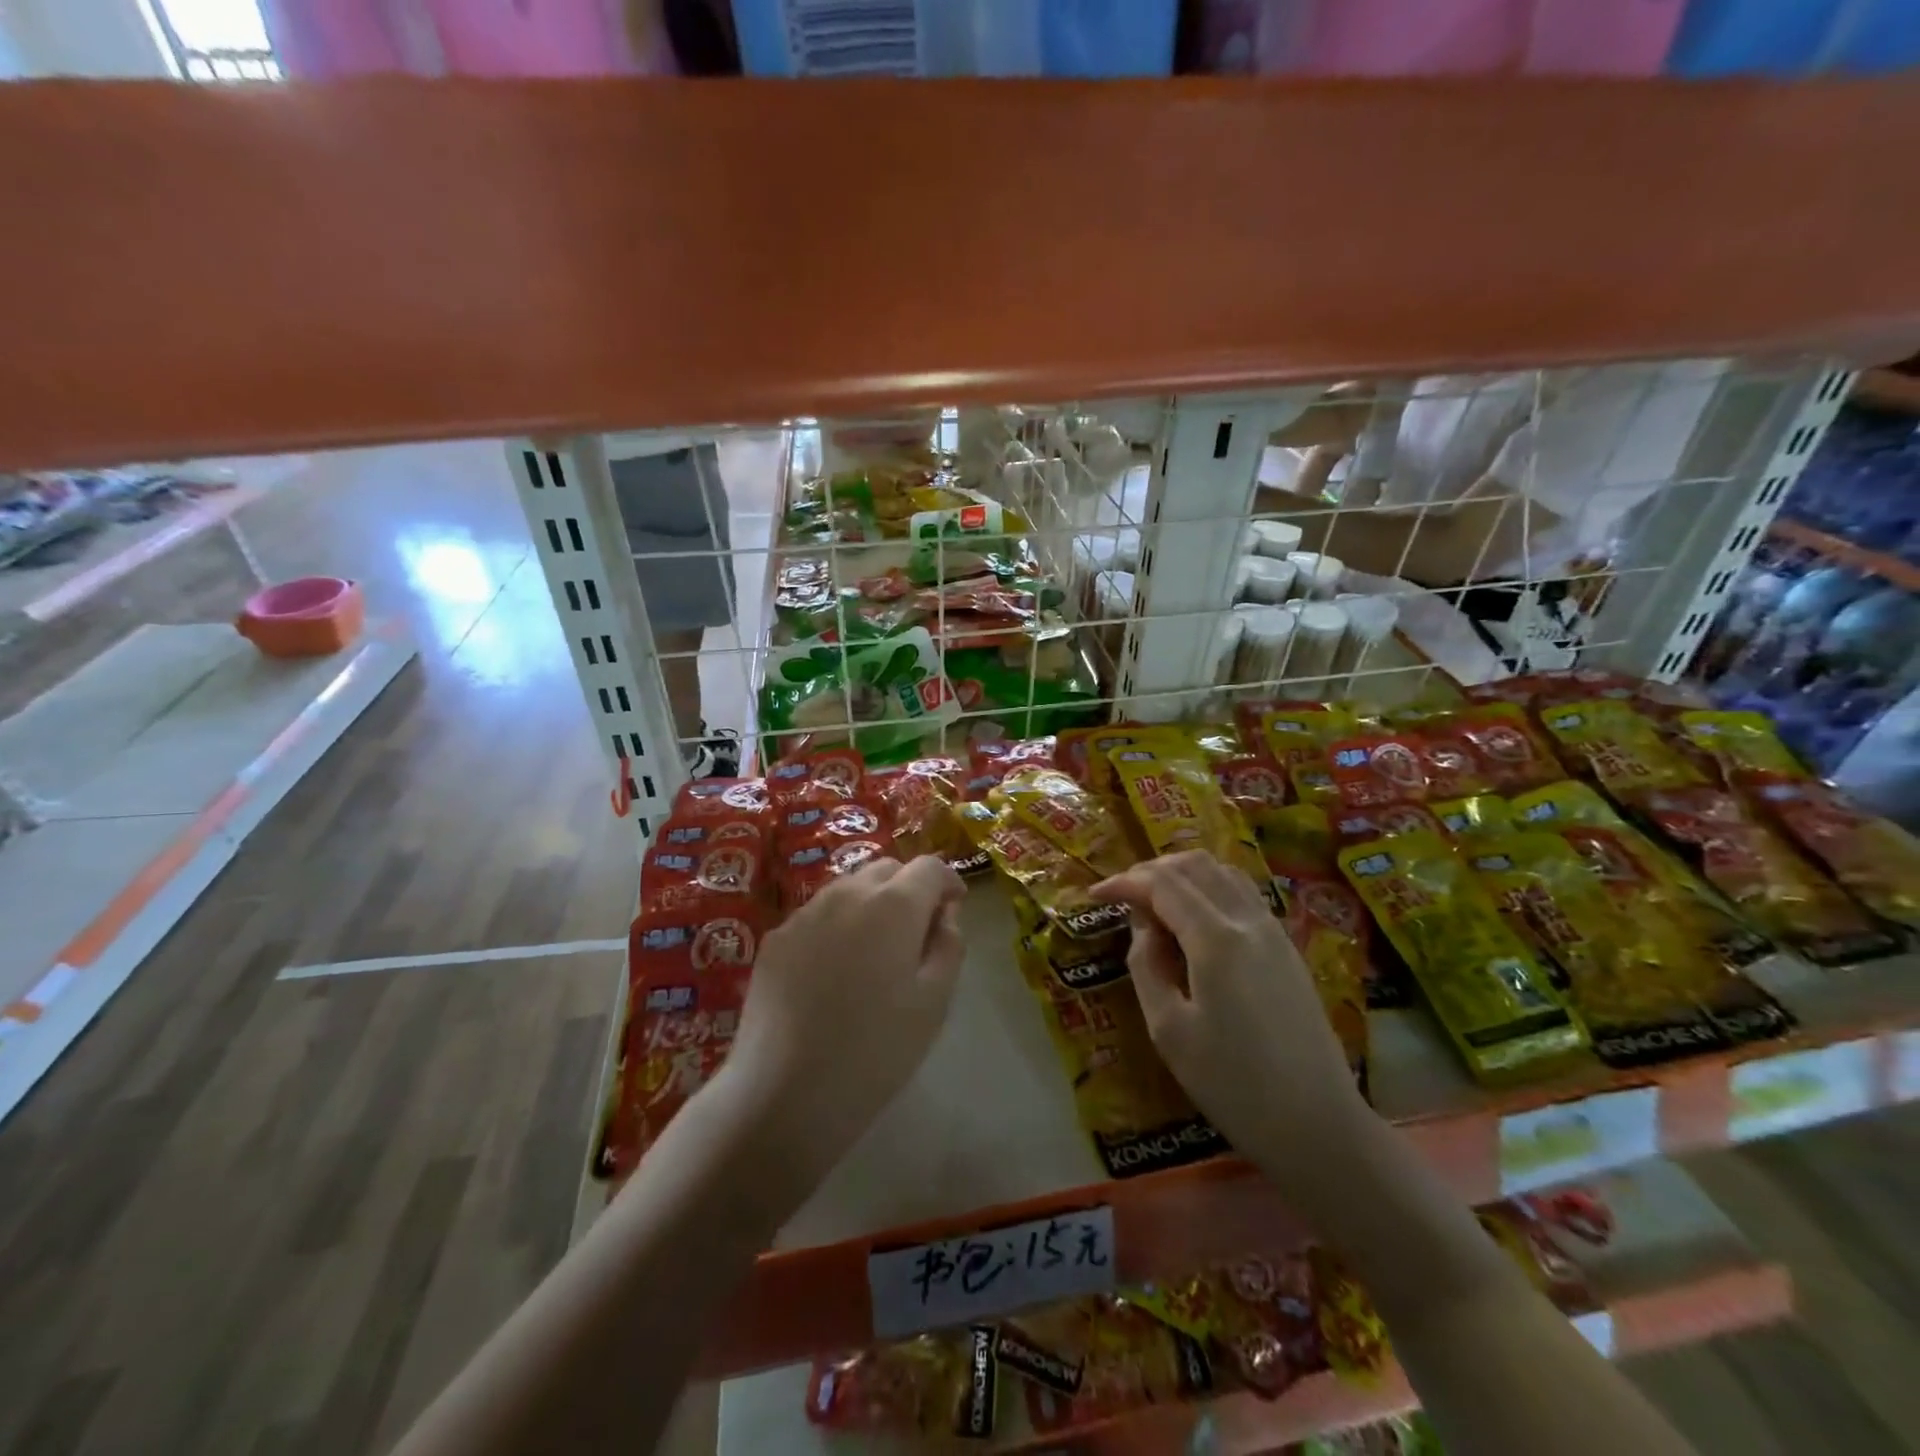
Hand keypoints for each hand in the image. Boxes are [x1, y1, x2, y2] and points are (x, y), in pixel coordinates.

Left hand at [720, 856, 965, 1197]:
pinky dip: (837, 926)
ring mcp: (804, 913)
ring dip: (871, 904)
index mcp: (893, 905)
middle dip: (909, 888)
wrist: (784, 1094)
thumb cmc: (875, 1051)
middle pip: (886, 869)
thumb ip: (948, 946)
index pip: (929, 867)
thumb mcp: (934, 1002)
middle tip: (917, 932)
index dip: (948, 881)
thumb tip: (943, 915)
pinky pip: (817, 915)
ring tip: (874, 953)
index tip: (955, 907)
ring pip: (848, 888)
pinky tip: (833, 972)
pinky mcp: (775, 938)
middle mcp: (847, 893)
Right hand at [1093, 852, 1370, 1172]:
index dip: (1124, 882)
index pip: (1162, 884)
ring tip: (1155, 900)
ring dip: (1184, 874)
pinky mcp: (1288, 948)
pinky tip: (1195, 918)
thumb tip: (1142, 924)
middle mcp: (1248, 920)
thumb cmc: (1233, 1085)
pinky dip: (1211, 887)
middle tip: (1123, 895)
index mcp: (1216, 938)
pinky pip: (1244, 893)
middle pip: (1195, 866)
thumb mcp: (1169, 1029)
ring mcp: (1274, 931)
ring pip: (1224, 872)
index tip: (1095, 895)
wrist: (1319, 1125)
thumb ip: (1147, 965)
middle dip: (1152, 870)